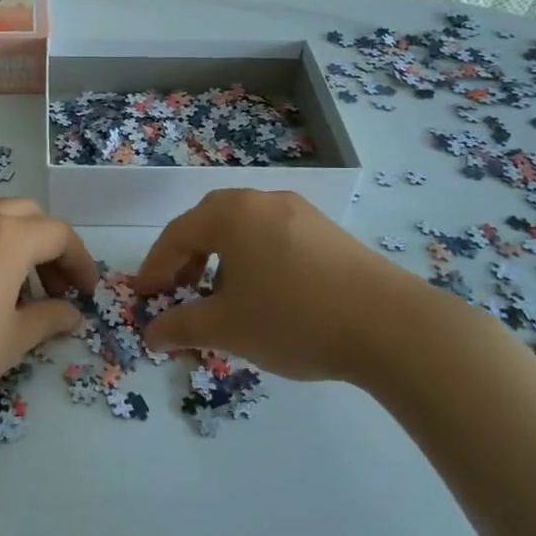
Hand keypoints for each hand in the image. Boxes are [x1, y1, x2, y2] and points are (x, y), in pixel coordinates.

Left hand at [0, 198, 98, 429]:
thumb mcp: (10, 342)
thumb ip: (49, 320)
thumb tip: (71, 313)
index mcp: (6, 237)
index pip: (59, 234)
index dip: (81, 262)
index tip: (87, 294)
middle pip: (28, 216)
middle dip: (50, 247)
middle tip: (54, 289)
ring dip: (18, 246)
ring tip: (18, 295)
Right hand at [134, 189, 463, 387]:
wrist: (391, 326)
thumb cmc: (294, 318)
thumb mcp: (227, 328)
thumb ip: (181, 327)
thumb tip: (150, 334)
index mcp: (232, 214)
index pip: (176, 235)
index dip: (154, 268)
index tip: (144, 298)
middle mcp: (263, 202)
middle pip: (208, 224)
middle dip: (186, 259)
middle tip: (179, 293)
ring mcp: (300, 213)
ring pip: (243, 230)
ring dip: (220, 260)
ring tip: (222, 299)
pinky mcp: (328, 232)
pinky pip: (273, 238)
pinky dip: (253, 261)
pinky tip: (265, 296)